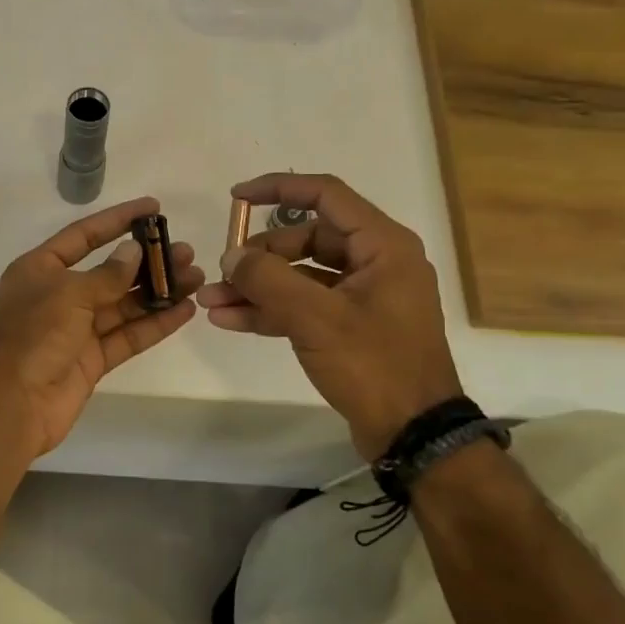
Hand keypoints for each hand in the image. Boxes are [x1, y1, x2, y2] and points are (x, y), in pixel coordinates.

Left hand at [0, 197, 202, 458]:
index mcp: (40, 270)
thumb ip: (107, 275)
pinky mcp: (92, 360)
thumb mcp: (68, 295)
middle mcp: (58, 295)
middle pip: (110, 272)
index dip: (117, 220)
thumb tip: (134, 252)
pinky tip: (184, 311)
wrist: (10, 405)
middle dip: (147, 262)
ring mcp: (76, 330)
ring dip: (158, 291)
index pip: (83, 236)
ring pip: (124, 304)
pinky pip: (127, 336)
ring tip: (196, 277)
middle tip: (185, 251)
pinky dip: (155, 324)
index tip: (153, 207)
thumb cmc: (32, 336)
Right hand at [196, 173, 461, 460]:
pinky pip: (303, 306)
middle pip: (305, 240)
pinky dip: (270, 310)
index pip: (325, 196)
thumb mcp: (316, 319)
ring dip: (256, 287)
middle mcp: (375, 263)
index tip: (236, 197)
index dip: (277, 189)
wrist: (413, 434)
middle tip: (222, 273)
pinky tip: (230, 320)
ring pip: (299, 277)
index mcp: (382, 246)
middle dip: (258, 257)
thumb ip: (268, 280)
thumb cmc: (374, 365)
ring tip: (210, 302)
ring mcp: (362, 297)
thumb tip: (232, 256)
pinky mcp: (349, 327)